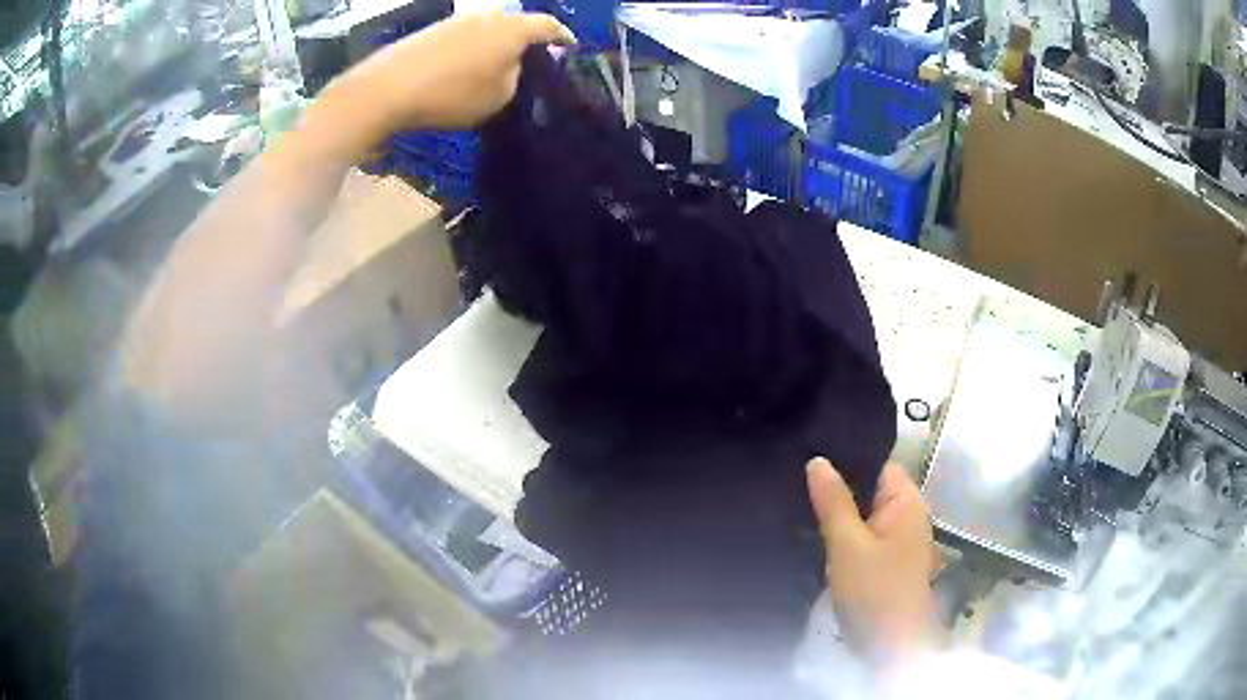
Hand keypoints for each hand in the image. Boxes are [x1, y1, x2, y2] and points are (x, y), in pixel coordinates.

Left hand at [331, 12, 573, 137]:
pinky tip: (467, 65)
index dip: (562, 37)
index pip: (548, 25)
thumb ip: (515, 76)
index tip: (569, 47)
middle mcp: (489, 15)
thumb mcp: (499, 96)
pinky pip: (466, 36)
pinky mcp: (434, 29)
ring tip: (498, 64)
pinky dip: (474, 48)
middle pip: (517, 22)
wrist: (389, 87)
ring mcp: (459, 19)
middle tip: (532, 59)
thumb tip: (511, 65)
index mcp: (513, 28)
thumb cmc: (452, 92)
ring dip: (498, 43)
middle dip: (528, 39)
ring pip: (490, 28)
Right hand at [806, 458, 939, 663]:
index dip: (846, 458)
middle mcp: (906, 516)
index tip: (808, 453)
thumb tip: (817, 460)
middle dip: (836, 488)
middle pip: (869, 489)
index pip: (877, 464)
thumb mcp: (848, 545)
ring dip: (836, 514)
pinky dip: (841, 535)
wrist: (889, 647)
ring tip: (795, 502)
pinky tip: (812, 535)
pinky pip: (861, 537)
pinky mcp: (884, 563)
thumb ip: (834, 502)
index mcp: (906, 502)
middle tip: (791, 479)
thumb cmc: (875, 592)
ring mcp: (896, 541)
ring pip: (862, 516)